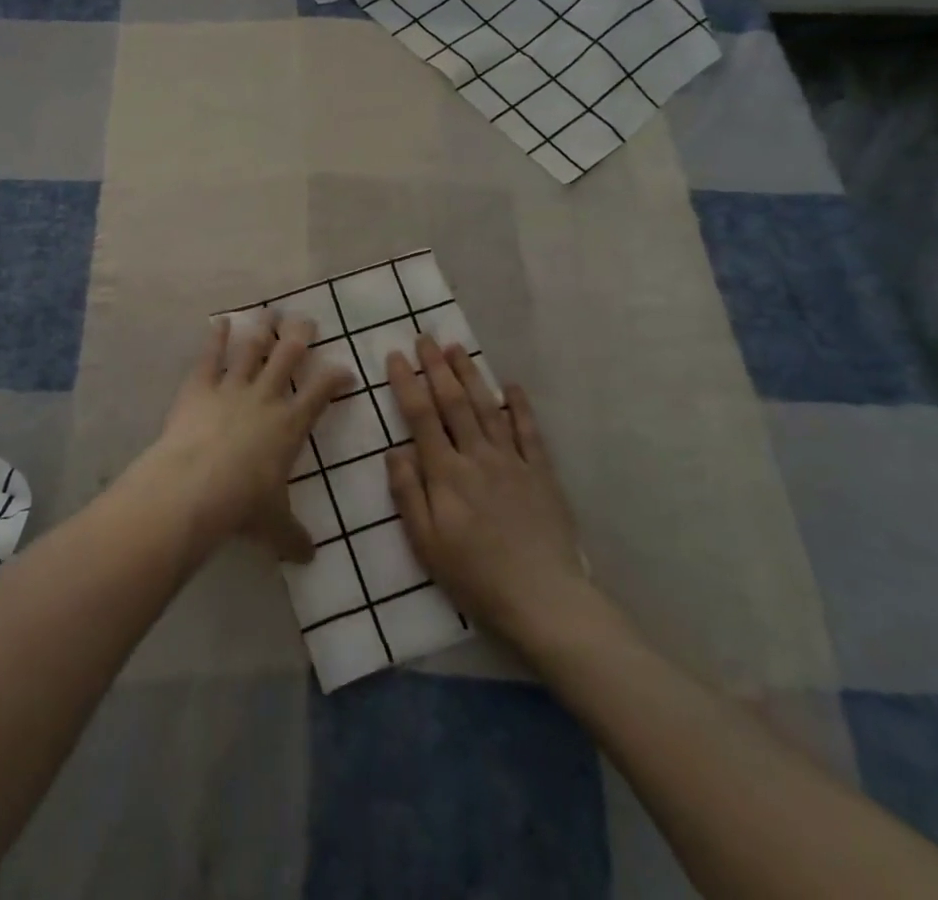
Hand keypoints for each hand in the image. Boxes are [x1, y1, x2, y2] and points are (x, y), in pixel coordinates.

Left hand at [140, 310, 353, 561]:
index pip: (322, 393)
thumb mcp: (274, 526)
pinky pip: (210, 356)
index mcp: (290, 425)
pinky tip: (220, 321)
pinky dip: (215, 337)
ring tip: (270, 311)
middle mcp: (265, 397)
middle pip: (289, 355)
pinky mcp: (199, 387)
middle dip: (300, 335)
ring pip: (252, 348)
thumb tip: (310, 557)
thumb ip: (293, 537)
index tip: (345, 370)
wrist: (195, 487)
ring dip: (262, 328)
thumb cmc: (243, 505)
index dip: (336, 378)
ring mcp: (231, 387)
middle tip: (307, 320)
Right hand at [385, 337, 590, 646]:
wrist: (543, 599)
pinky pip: (528, 431)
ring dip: (471, 375)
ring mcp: (513, 461)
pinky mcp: (541, 473)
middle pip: (454, 402)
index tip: (394, 356)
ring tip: (456, 348)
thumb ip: (408, 494)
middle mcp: (477, 456)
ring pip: (487, 407)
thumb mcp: (426, 544)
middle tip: (424, 338)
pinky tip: (511, 386)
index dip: (406, 383)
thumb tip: (394, 451)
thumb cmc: (475, 576)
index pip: (421, 417)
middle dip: (436, 367)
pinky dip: (519, 406)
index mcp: (446, 473)